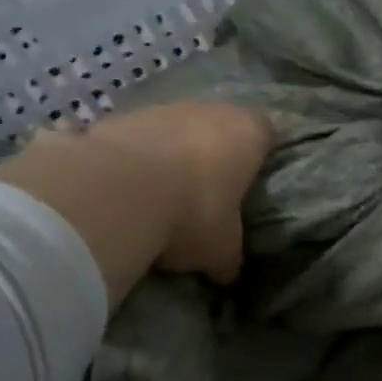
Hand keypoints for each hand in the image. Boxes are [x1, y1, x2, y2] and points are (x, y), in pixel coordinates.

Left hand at [0, 102, 273, 304]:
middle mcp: (211, 110)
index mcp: (248, 133)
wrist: (116, 191)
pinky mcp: (123, 117)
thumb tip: (227, 272)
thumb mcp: (221, 249)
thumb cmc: (192, 214)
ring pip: (177, 130)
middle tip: (205, 195)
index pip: (266, 135)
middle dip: (213, 155)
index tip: (248, 185)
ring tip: (160, 195)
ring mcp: (165, 109)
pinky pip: (139, 139)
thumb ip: (229, 255)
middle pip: (219, 128)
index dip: (258, 158)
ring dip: (171, 155)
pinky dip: (137, 158)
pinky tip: (126, 190)